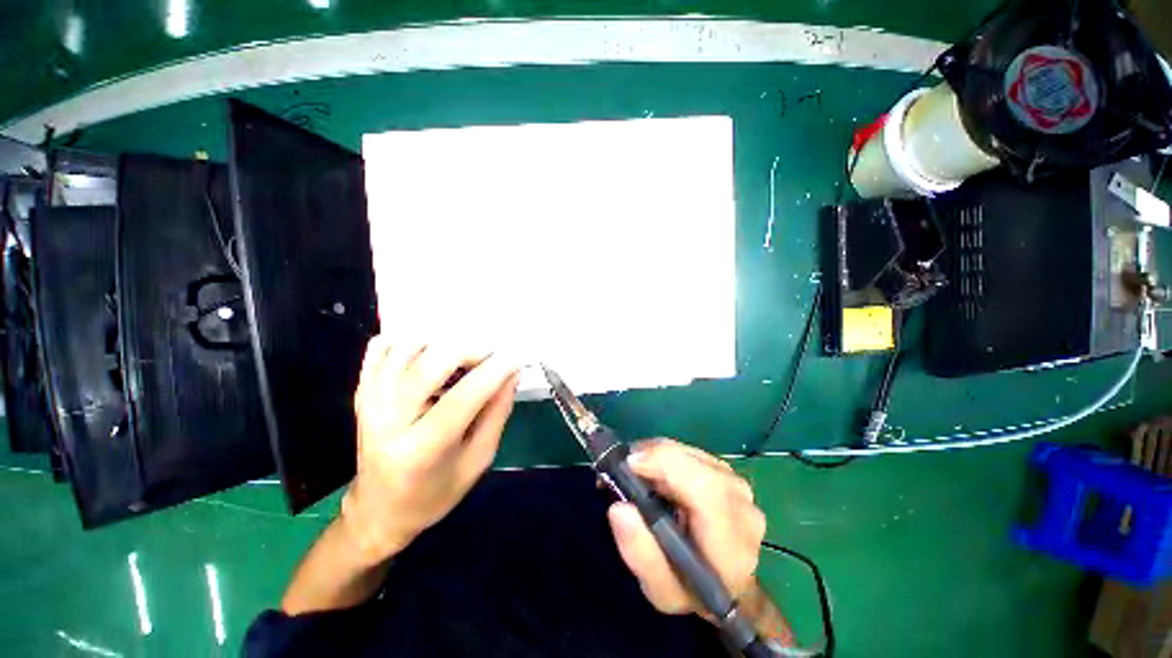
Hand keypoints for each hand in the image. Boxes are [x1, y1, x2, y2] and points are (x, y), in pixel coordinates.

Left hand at [340, 336, 520, 564]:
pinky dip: (411, 339)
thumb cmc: (435, 493)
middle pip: (430, 364)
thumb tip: (512, 374)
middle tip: (491, 356)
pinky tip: (431, 351)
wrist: (378, 510)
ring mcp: (369, 402)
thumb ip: (497, 413)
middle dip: (470, 350)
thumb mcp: (478, 460)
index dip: (494, 372)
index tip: (517, 358)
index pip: (463, 398)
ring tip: (464, 356)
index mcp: (421, 450)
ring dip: (443, 342)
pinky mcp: (361, 392)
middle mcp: (388, 421)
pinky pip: (383, 347)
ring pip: (407, 347)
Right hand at [607, 439, 765, 615]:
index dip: (665, 465)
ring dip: (657, 456)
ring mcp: (737, 483)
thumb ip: (640, 553)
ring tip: (636, 474)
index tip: (629, 465)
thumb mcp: (660, 590)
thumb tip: (619, 508)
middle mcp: (741, 504)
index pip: (705, 488)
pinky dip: (666, 456)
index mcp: (732, 542)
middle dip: (652, 457)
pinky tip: (654, 474)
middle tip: (622, 470)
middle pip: (694, 463)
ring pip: (689, 452)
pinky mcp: (726, 471)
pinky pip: (690, 452)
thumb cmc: (691, 590)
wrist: (727, 586)